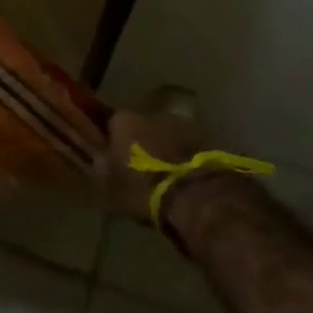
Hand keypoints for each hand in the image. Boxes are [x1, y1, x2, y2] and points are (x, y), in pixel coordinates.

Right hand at [102, 87, 206, 225]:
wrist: (200, 199)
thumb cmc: (145, 189)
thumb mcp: (110, 187)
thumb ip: (102, 169)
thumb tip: (99, 159)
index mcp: (123, 120)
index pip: (113, 124)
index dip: (115, 142)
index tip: (117, 159)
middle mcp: (153, 114)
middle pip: (144, 126)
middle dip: (145, 143)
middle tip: (146, 169)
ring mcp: (185, 125)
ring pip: (171, 136)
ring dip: (170, 150)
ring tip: (172, 176)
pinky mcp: (213, 141)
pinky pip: (193, 150)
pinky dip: (191, 160)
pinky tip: (191, 181)